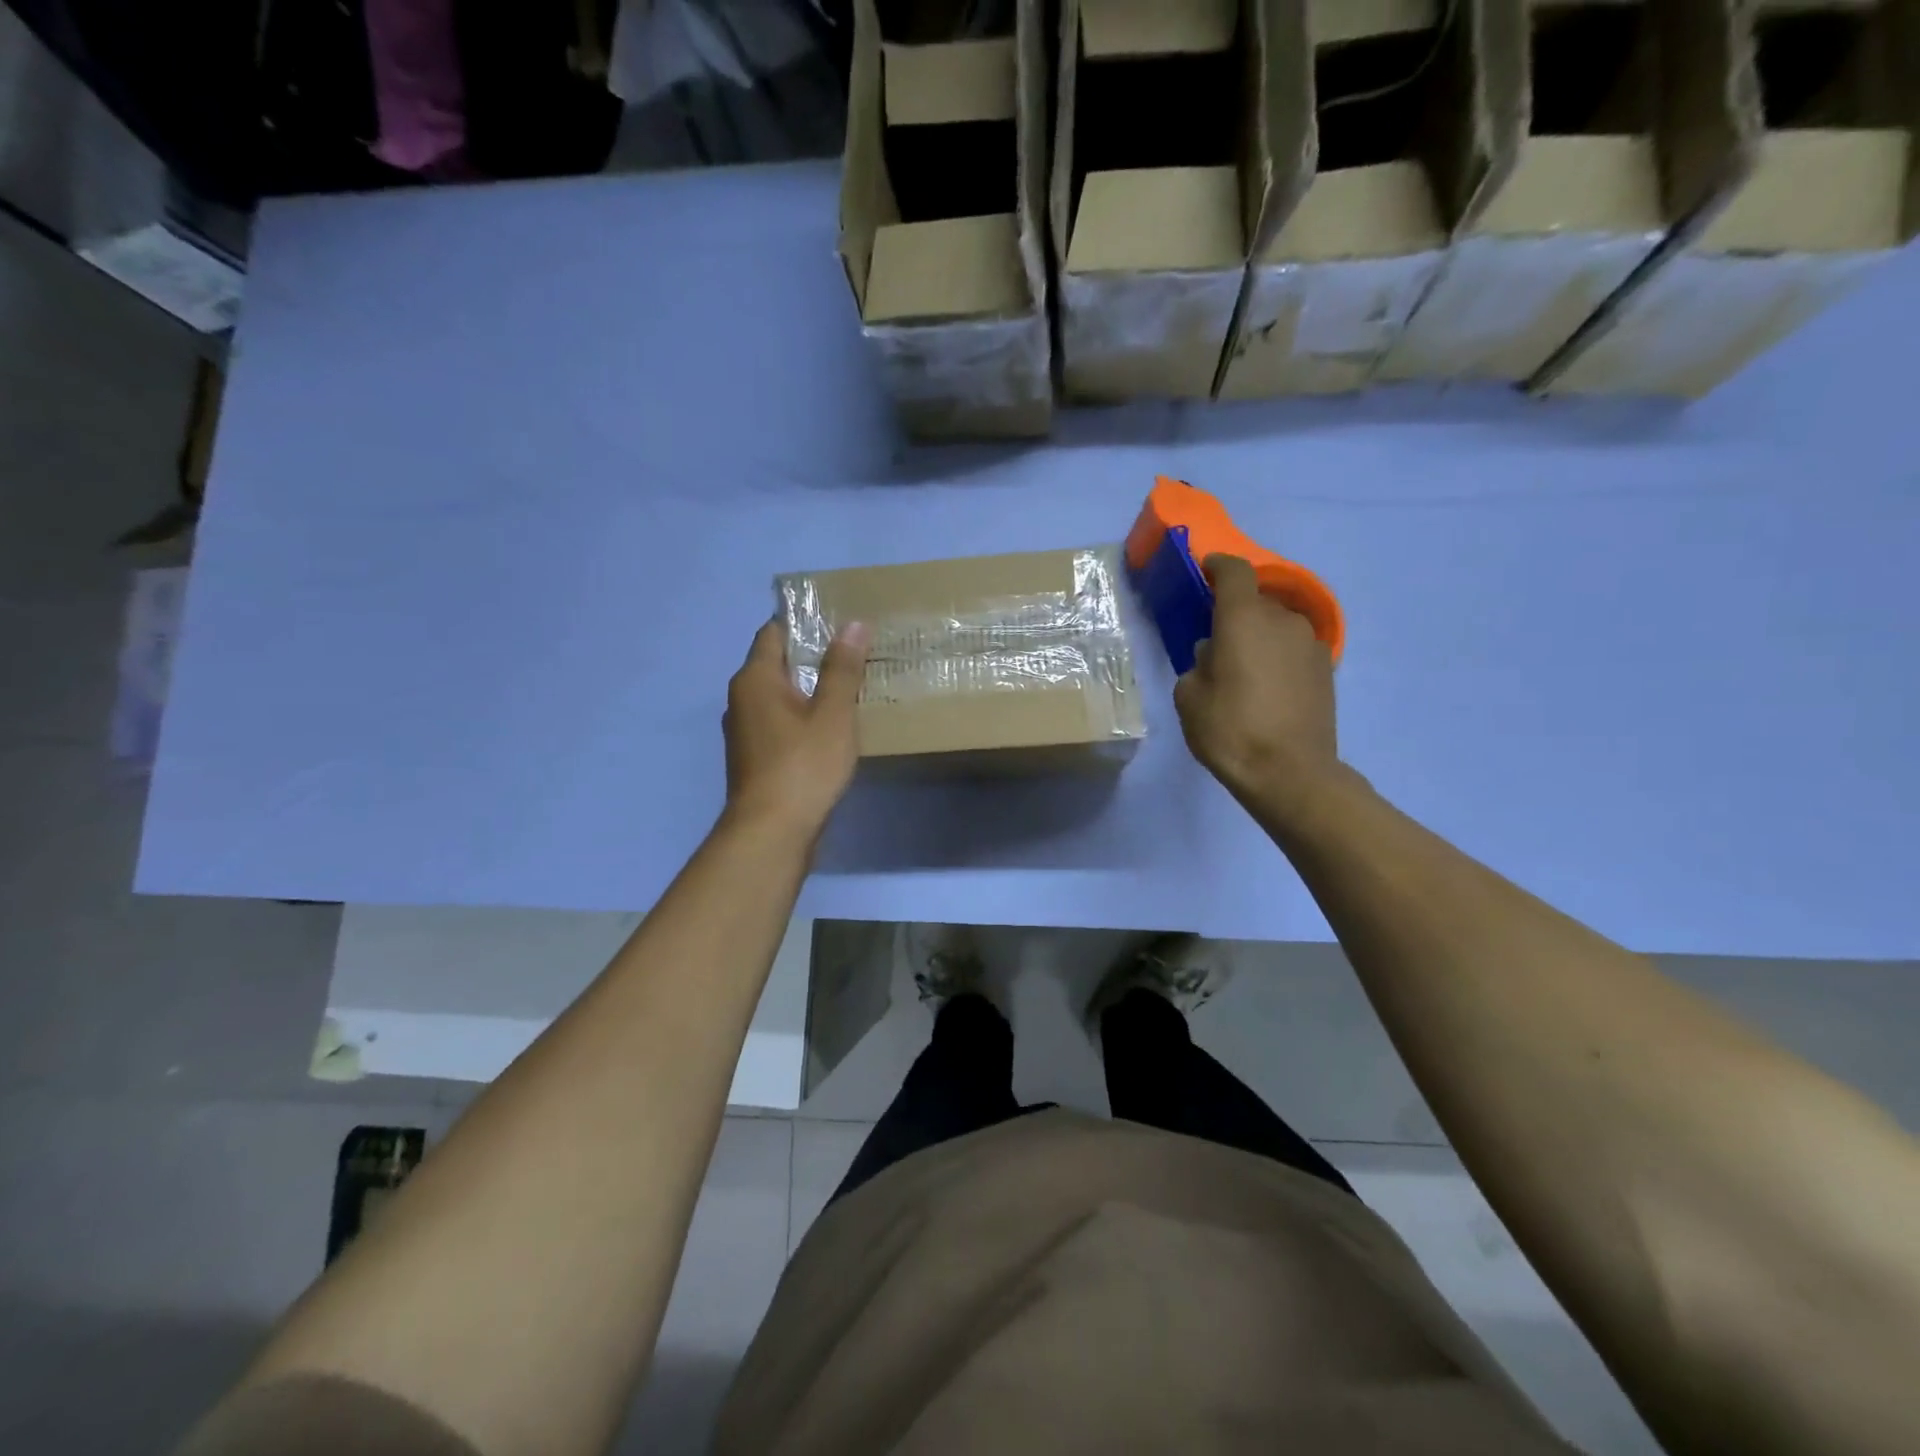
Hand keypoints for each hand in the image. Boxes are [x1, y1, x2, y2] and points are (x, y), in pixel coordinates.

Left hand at [722, 617, 870, 837]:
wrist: (771, 832)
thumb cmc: (803, 766)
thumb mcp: (832, 714)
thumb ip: (842, 669)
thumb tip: (852, 623)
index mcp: (755, 679)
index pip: (774, 632)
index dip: (804, 622)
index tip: (838, 620)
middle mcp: (742, 699)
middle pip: (777, 663)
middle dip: (812, 656)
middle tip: (854, 652)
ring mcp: (745, 731)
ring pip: (780, 696)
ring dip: (809, 690)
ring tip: (849, 687)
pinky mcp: (755, 758)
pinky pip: (780, 723)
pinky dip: (803, 717)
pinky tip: (831, 727)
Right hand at [1174, 555, 1341, 822]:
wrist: (1291, 773)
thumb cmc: (1230, 730)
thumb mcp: (1189, 698)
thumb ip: (1198, 664)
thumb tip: (1215, 654)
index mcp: (1244, 619)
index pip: (1234, 571)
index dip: (1218, 566)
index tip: (1205, 570)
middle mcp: (1282, 620)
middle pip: (1256, 602)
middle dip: (1235, 615)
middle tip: (1217, 642)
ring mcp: (1310, 644)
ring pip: (1277, 627)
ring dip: (1259, 638)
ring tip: (1243, 670)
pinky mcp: (1326, 669)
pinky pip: (1293, 650)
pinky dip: (1278, 658)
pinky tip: (1267, 688)